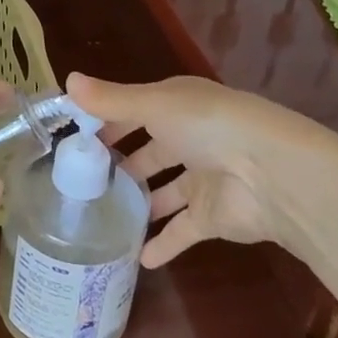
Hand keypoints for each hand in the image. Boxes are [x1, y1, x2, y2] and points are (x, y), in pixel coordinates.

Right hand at [67, 73, 324, 268]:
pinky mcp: (211, 218)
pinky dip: (162, 244)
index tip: (70, 139)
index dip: (104, 122)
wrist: (271, 174)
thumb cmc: (208, 126)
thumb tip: (66, 78)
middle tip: (79, 181)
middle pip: (148, 151)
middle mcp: (188, 139)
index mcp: (176, 106)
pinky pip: (180, 232)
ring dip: (139, 203)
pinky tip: (135, 258)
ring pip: (163, 192)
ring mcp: (200, 180)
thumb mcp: (155, 105)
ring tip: (99, 216)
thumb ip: (111, 100)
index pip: (133, 110)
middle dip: (119, 163)